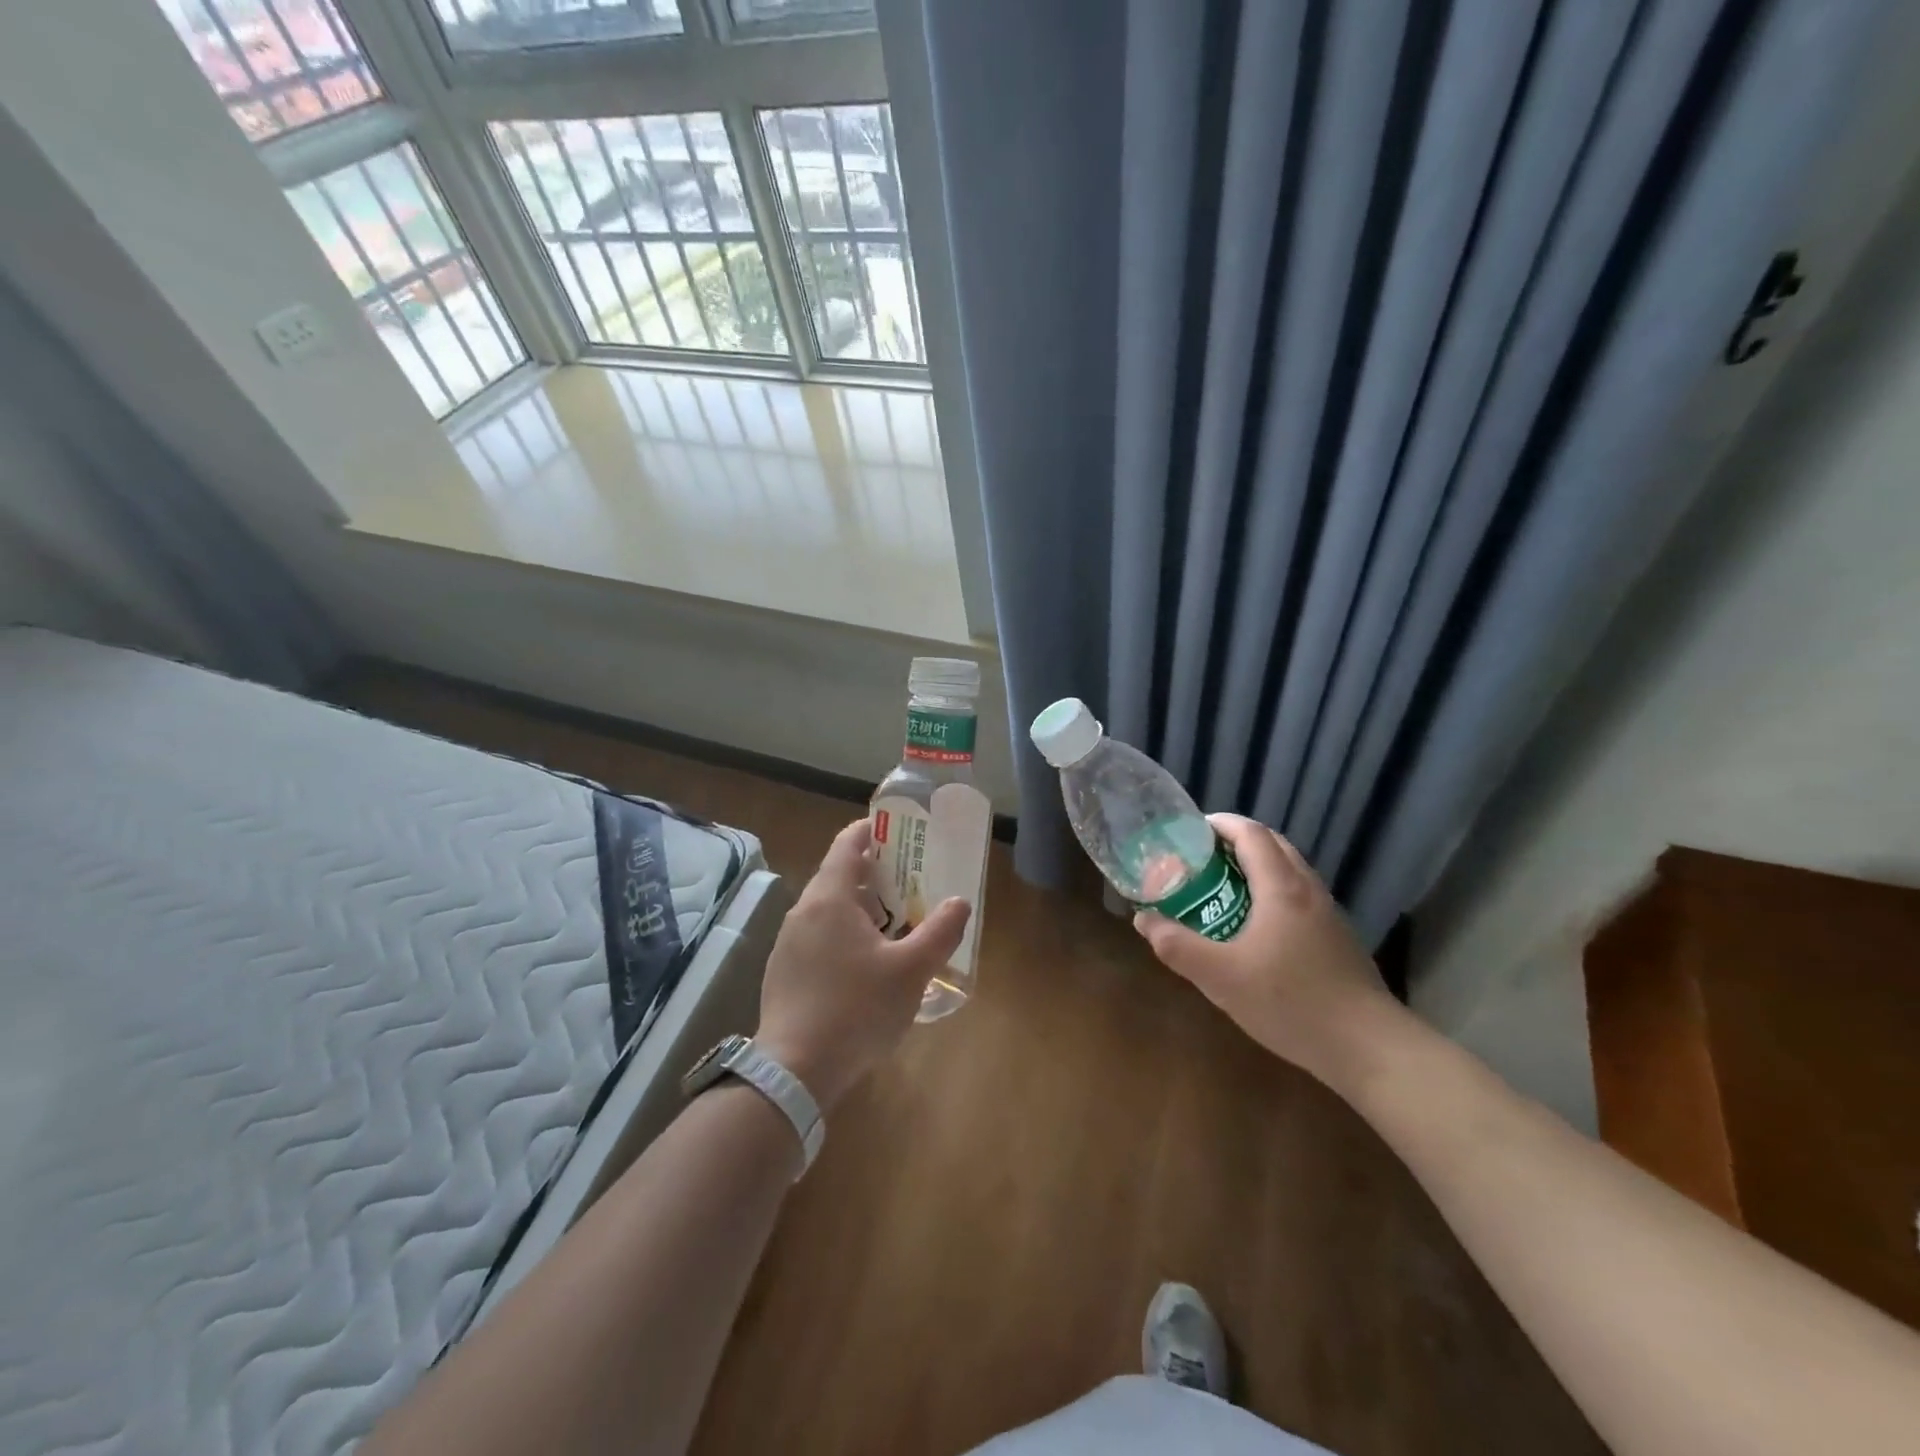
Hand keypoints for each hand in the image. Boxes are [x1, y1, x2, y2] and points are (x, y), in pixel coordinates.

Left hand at [756, 818, 970, 1111]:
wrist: (794, 1071)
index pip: (848, 843)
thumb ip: (939, 932)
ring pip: (828, 909)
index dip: (873, 831)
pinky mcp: (783, 972)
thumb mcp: (911, 971)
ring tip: (896, 926)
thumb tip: (960, 902)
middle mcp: (803, 911)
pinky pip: (818, 937)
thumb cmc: (857, 1009)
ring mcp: (788, 943)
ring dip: (861, 908)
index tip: (901, 834)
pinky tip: (866, 966)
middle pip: (840, 876)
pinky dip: (843, 935)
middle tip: (912, 884)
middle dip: (876, 875)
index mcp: (830, 898)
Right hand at [1134, 814, 1402, 1088]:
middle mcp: (1308, 890)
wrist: (1368, 1048)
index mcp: (1282, 888)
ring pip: (1289, 871)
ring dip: (1255, 868)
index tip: (1189, 831)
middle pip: (1272, 845)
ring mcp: (1328, 914)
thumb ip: (1177, 946)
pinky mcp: (1337, 938)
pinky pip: (1298, 896)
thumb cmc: (1291, 1003)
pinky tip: (1254, 929)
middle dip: (1235, 843)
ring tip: (1221, 890)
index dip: (1220, 824)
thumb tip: (1144, 920)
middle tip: (1200, 860)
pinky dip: (1272, 893)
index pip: (1251, 833)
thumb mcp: (1221, 978)